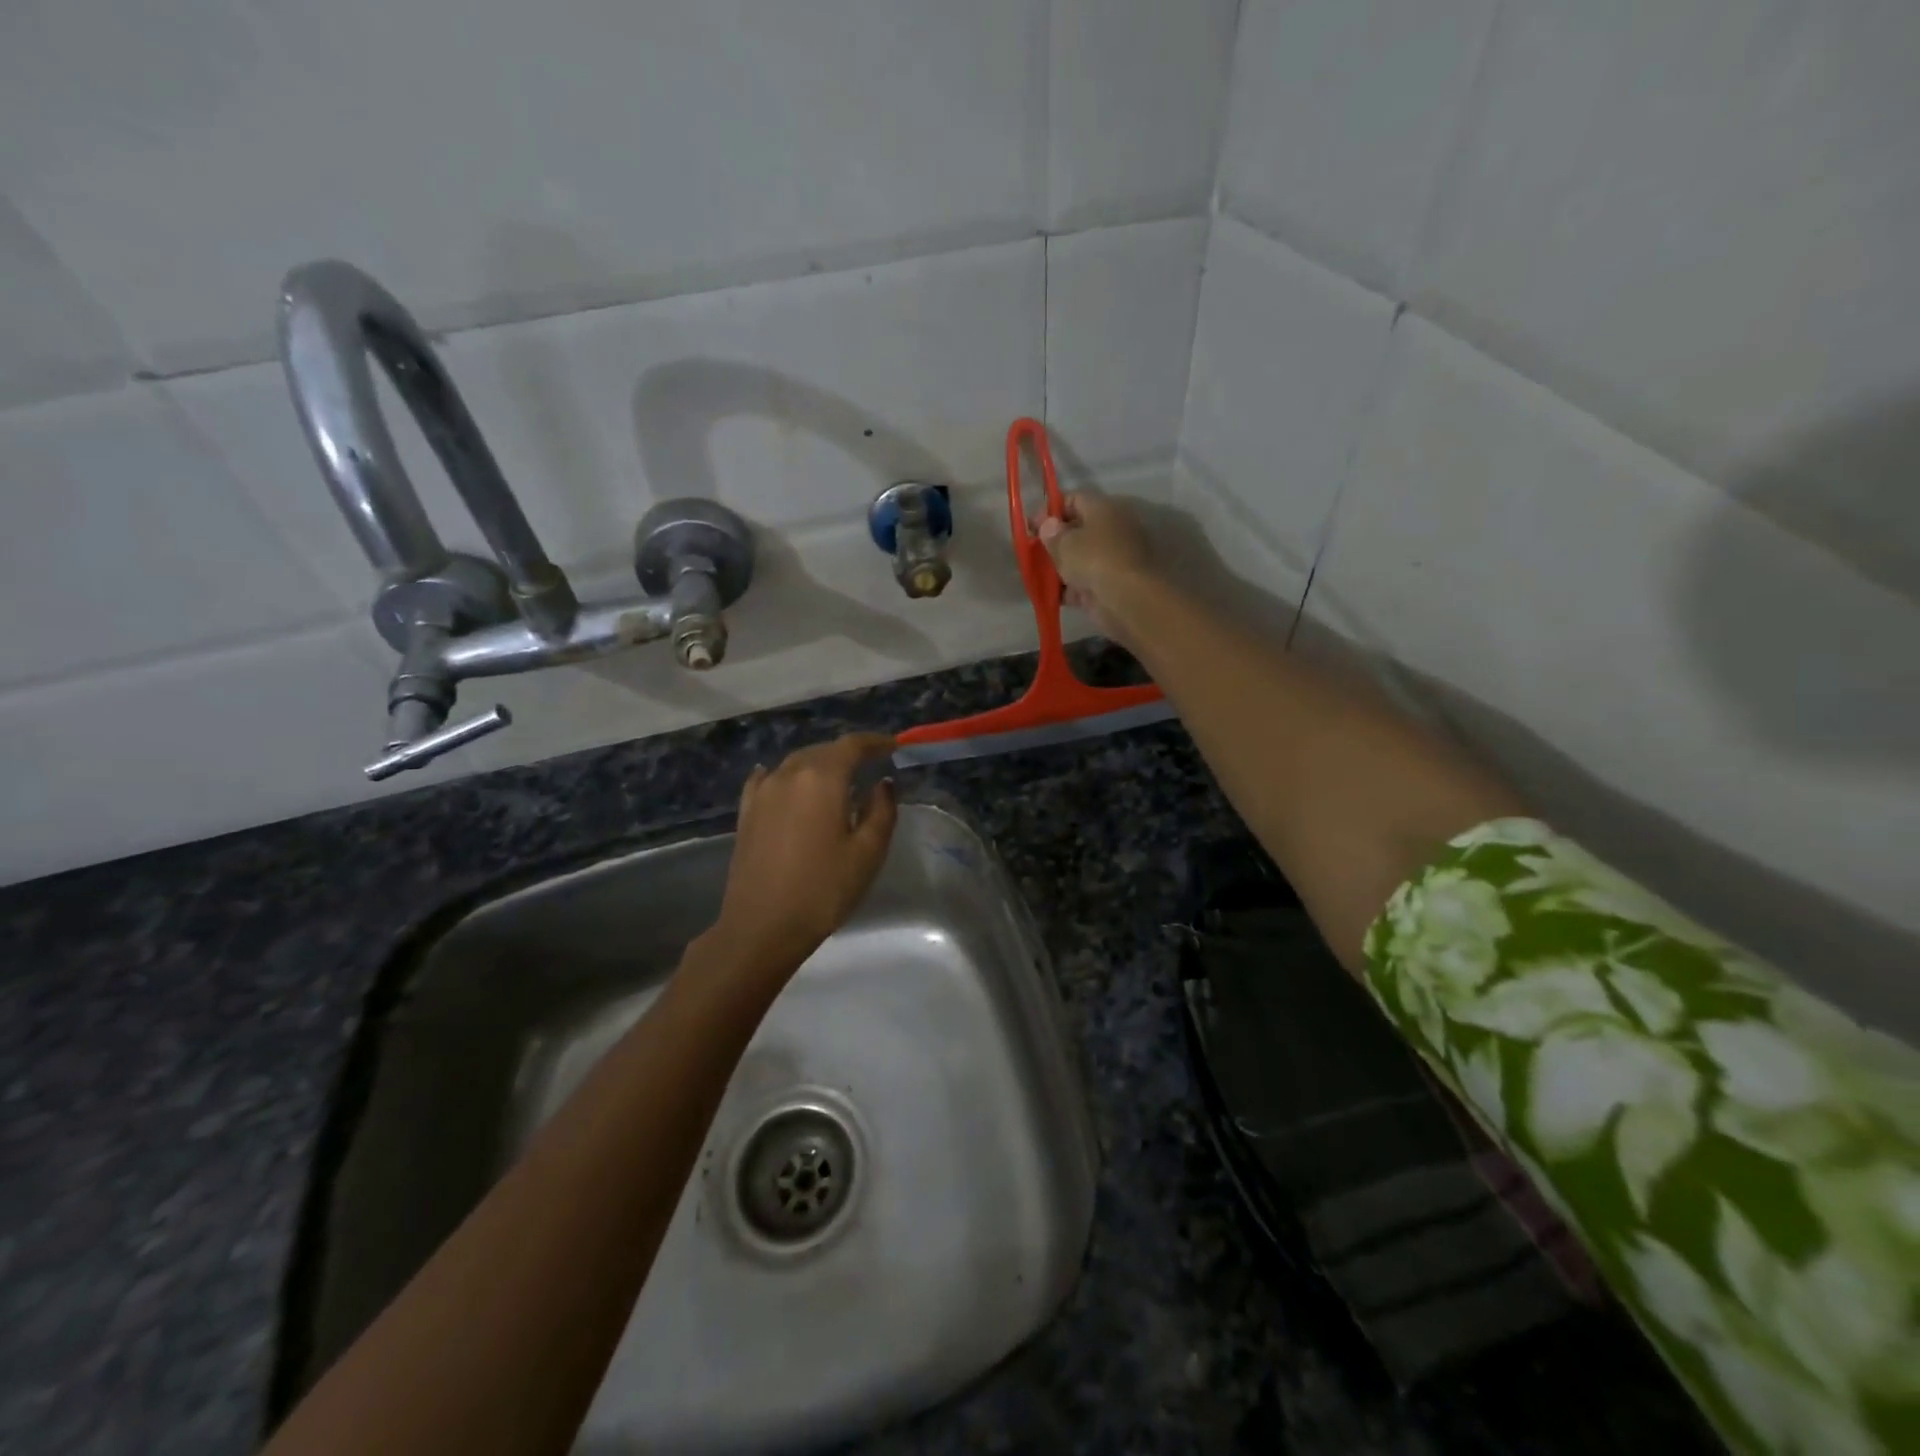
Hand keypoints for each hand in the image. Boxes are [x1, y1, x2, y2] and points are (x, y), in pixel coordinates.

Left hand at [708, 733, 898, 974]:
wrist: (761, 927)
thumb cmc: (823, 890)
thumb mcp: (868, 853)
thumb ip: (881, 811)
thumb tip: (882, 783)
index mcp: (822, 778)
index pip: (852, 745)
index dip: (875, 742)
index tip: (893, 747)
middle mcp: (789, 774)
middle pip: (822, 750)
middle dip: (847, 753)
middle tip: (869, 765)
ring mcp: (763, 792)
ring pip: (796, 763)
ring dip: (819, 764)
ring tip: (836, 779)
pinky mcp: (746, 812)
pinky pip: (768, 779)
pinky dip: (785, 775)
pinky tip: (785, 781)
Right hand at [1037, 492, 1155, 643]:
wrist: (1126, 599)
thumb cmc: (1094, 560)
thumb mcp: (1064, 543)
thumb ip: (1051, 533)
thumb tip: (1049, 526)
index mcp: (1104, 509)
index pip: (1074, 499)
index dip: (1050, 511)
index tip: (1031, 526)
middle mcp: (1112, 530)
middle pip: (1077, 530)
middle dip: (1054, 542)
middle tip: (1033, 552)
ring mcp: (1113, 559)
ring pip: (1080, 558)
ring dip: (1059, 567)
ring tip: (1037, 575)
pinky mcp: (1110, 585)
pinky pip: (1084, 582)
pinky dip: (1068, 589)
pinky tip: (1050, 595)